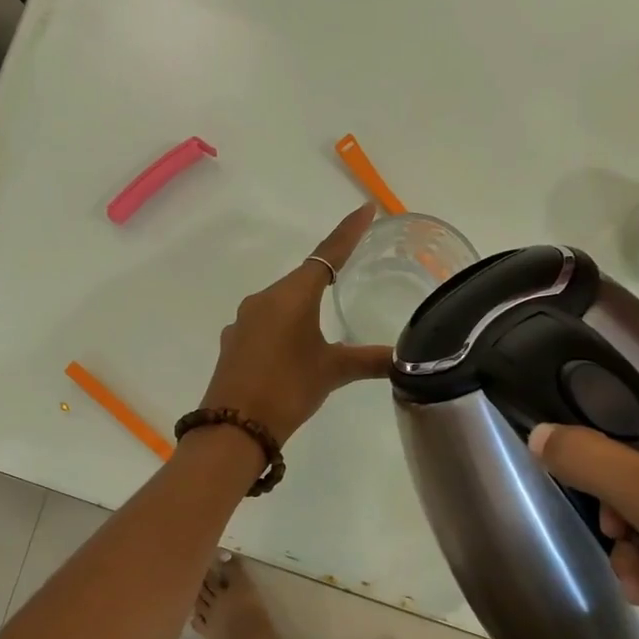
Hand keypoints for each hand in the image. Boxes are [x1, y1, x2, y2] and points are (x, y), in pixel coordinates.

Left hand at [197, 204, 393, 444]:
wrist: (234, 428)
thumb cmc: (288, 390)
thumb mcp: (333, 373)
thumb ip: (370, 361)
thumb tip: (406, 360)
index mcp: (292, 296)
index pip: (327, 254)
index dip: (348, 232)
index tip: (366, 209)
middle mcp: (264, 299)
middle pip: (302, 279)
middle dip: (326, 278)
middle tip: (352, 276)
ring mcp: (243, 322)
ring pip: (280, 304)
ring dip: (302, 308)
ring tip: (323, 327)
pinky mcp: (233, 343)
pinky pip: (264, 325)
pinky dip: (283, 329)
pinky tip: (291, 351)